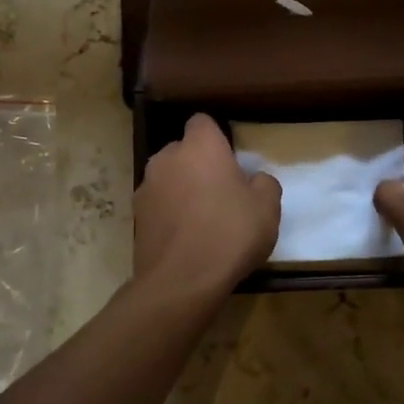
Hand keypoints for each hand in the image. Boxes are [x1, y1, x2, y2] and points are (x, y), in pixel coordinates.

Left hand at [134, 113, 280, 300]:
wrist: (182, 281)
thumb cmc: (230, 234)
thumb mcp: (267, 208)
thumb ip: (264, 184)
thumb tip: (254, 180)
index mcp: (200, 147)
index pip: (203, 122)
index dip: (217, 137)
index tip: (231, 160)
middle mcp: (167, 158)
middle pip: (183, 151)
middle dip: (198, 165)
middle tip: (221, 192)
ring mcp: (146, 187)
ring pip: (168, 178)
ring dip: (182, 189)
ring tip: (202, 219)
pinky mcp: (136, 216)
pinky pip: (158, 205)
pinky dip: (169, 214)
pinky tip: (185, 238)